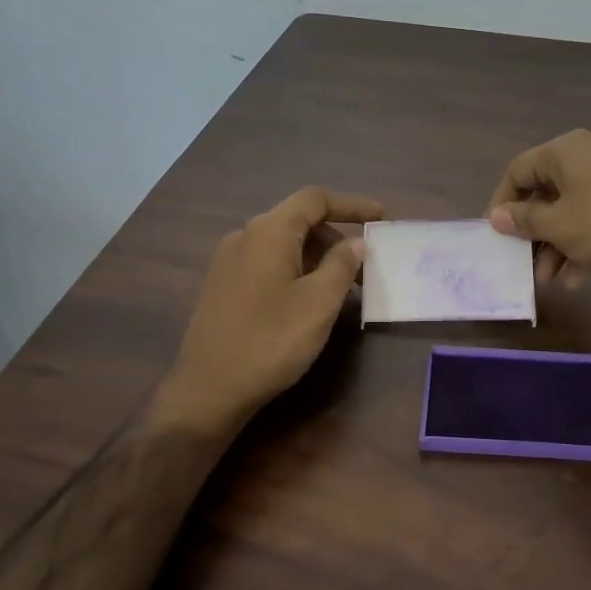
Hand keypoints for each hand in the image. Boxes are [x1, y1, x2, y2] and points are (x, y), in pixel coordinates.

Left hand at [151, 186, 383, 436]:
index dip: (351, 204)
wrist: (209, 389)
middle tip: (366, 268)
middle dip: (336, 237)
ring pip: (283, 245)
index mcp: (268, 232)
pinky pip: (268, 264)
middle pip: (298, 221)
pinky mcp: (223, 287)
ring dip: (317, 258)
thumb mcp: (319, 303)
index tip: (381, 217)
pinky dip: (296, 271)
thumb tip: (355, 243)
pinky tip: (310, 301)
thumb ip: (341, 266)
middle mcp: (244, 237)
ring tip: (343, 289)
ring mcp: (228, 262)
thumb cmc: (271, 341)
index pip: (314, 200)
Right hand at [486, 130, 590, 287]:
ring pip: (574, 209)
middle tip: (526, 266)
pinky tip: (580, 277)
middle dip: (533, 233)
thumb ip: (524, 220)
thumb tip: (497, 215)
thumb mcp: (559, 227)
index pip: (518, 170)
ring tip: (553, 280)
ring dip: (557, 245)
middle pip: (547, 192)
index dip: (502, 203)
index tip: (496, 236)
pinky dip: (584, 243)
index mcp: (566, 151)